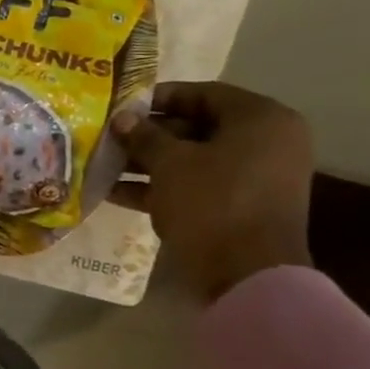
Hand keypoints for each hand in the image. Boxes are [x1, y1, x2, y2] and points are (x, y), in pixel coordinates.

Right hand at [109, 81, 313, 303]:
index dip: (159, 97)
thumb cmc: (212, 203)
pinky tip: (115, 192)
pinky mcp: (239, 206)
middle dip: (148, 134)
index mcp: (261, 120)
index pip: (204, 94)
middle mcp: (266, 143)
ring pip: (192, 159)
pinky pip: (196, 186)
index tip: (121, 106)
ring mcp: (254, 178)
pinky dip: (160, 186)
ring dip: (147, 162)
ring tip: (103, 164)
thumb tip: (122, 119)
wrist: (247, 275)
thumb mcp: (169, 163)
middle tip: (108, 137)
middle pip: (197, 127)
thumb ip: (144, 136)